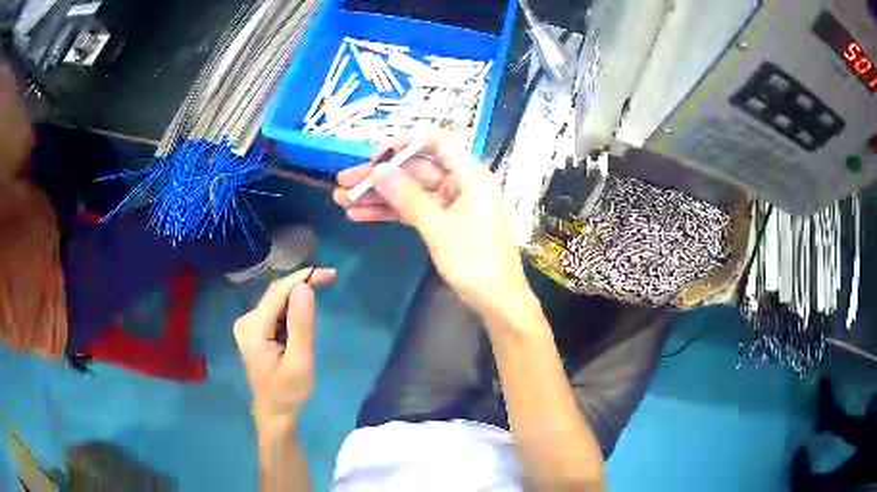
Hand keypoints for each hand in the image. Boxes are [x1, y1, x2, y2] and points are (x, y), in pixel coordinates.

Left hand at [234, 267, 335, 422]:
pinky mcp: (254, 331)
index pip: (278, 292)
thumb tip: (304, 287)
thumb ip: (301, 323)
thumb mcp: (300, 360)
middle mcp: (246, 321)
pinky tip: (303, 318)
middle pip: (276, 294)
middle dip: (302, 285)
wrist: (274, 413)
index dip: (303, 278)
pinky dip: (291, 311)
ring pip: (277, 302)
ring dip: (298, 299)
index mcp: (253, 327)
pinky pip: (275, 312)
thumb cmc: (288, 392)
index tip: (330, 274)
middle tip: (330, 279)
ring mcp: (248, 326)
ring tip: (321, 298)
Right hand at [333, 130, 528, 314]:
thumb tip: (378, 170)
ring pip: (410, 192)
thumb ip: (408, 198)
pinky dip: (390, 213)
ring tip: (342, 200)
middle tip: (343, 182)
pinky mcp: (443, 223)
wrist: (497, 301)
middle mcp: (460, 184)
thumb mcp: (439, 229)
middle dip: (379, 177)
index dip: (405, 143)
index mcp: (470, 176)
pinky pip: (413, 211)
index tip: (375, 157)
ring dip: (378, 196)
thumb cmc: (476, 262)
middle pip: (416, 170)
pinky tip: (360, 215)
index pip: (437, 143)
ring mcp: (451, 205)